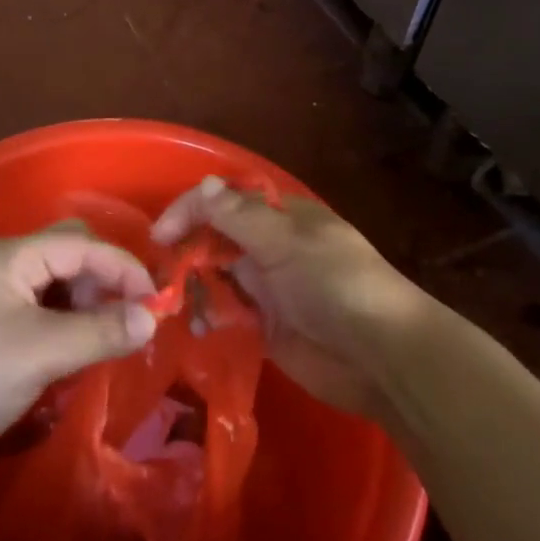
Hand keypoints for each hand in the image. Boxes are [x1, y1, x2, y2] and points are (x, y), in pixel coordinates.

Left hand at [0, 223, 157, 512]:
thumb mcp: (38, 352)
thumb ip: (99, 332)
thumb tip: (152, 318)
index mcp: (10, 256)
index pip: (80, 244)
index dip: (122, 267)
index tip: (158, 301)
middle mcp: (5, 270)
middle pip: (71, 257)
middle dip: (107, 281)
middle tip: (138, 317)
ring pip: (60, 289)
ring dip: (92, 307)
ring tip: (119, 337)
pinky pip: (47, 319)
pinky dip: (72, 329)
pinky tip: (88, 352)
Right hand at [153, 176, 423, 417]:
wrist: (383, 356)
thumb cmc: (335, 283)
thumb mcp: (285, 242)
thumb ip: (239, 217)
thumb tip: (204, 184)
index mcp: (280, 217)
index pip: (224, 201)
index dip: (190, 210)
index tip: (160, 235)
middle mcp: (270, 247)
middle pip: (217, 239)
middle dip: (186, 250)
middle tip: (157, 274)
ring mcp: (269, 289)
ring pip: (218, 278)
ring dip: (194, 286)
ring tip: (169, 304)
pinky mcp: (267, 328)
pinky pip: (229, 316)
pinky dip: (209, 318)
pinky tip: (193, 328)